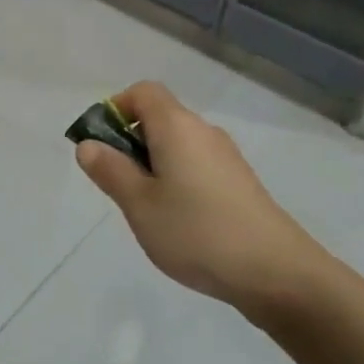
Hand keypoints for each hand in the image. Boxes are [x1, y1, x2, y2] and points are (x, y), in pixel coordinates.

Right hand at [74, 81, 331, 314]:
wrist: (275, 272)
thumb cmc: (196, 232)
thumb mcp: (139, 204)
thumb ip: (110, 170)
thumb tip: (88, 144)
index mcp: (177, 126)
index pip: (143, 92)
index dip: (115, 108)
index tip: (100, 144)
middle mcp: (204, 131)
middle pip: (160, 117)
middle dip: (130, 142)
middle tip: (118, 185)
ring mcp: (226, 157)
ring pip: (178, 145)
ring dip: (152, 165)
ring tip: (145, 209)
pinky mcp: (239, 182)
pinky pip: (196, 165)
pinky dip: (176, 179)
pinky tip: (177, 221)